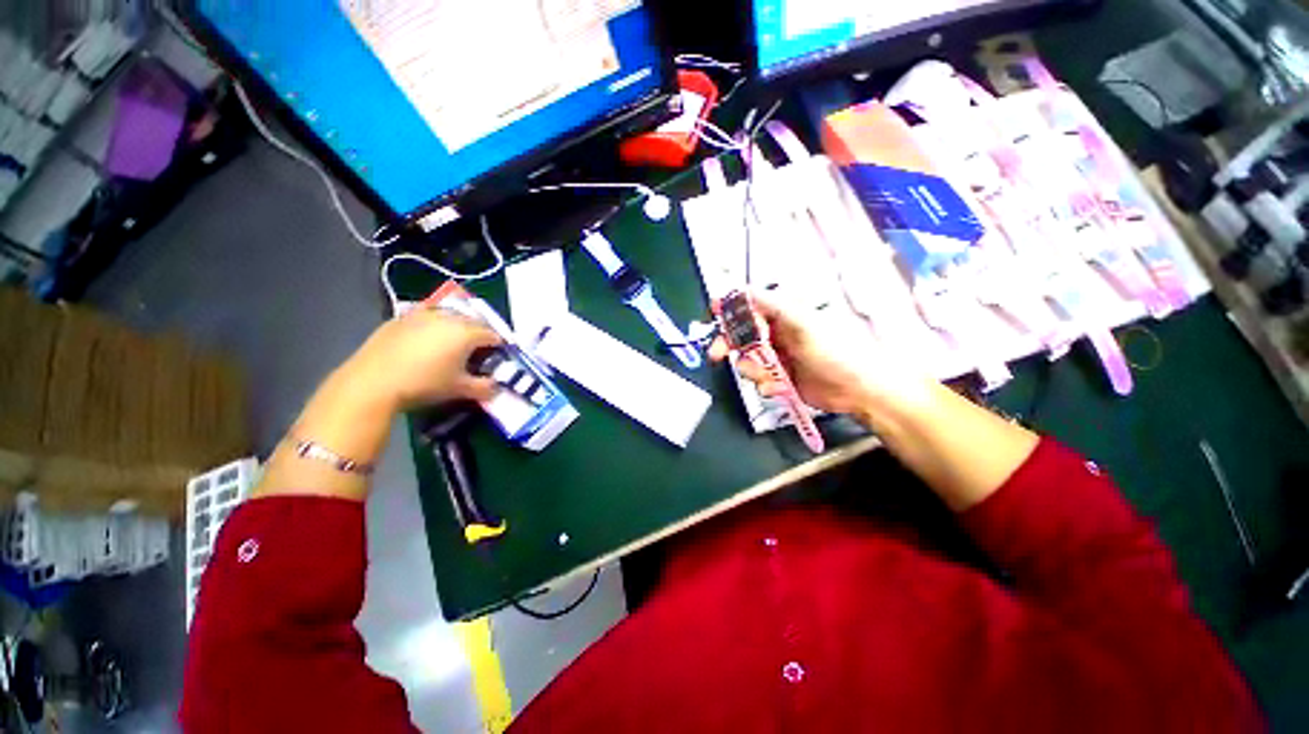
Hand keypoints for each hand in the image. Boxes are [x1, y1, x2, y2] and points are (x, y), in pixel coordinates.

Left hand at [344, 308, 502, 409]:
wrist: (373, 382)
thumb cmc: (424, 384)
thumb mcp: (460, 389)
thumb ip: (485, 388)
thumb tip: (497, 388)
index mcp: (466, 332)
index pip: (493, 335)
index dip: (499, 346)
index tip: (497, 357)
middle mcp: (447, 317)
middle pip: (473, 321)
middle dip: (479, 333)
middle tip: (477, 351)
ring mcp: (422, 314)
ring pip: (448, 315)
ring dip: (456, 325)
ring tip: (452, 342)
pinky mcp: (400, 318)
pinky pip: (425, 316)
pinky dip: (432, 325)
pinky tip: (425, 340)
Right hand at [709, 294, 934, 422]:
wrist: (857, 390)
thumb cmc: (834, 352)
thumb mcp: (804, 325)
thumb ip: (773, 306)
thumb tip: (744, 289)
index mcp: (782, 314)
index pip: (749, 305)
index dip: (730, 307)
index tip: (712, 312)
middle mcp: (775, 332)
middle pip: (740, 334)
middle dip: (728, 345)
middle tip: (716, 355)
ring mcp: (776, 356)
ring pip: (746, 359)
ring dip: (751, 370)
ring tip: (768, 378)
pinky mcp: (778, 376)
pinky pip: (758, 378)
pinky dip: (764, 384)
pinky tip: (777, 388)